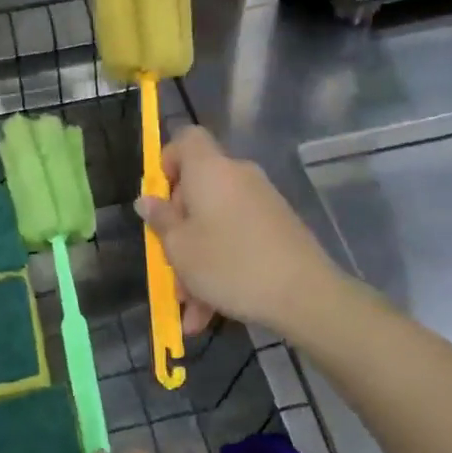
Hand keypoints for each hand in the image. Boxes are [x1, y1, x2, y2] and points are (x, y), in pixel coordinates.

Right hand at [136, 125, 340, 336]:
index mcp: (210, 169)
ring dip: (197, 262)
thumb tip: (147, 200)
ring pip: (216, 224)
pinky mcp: (278, 228)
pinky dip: (222, 267)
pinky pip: (238, 240)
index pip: (186, 139)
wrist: (304, 294)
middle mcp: (238, 176)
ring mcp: (262, 203)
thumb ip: (161, 221)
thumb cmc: (229, 263)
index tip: (159, 199)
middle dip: (179, 231)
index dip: (167, 162)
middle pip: (197, 190)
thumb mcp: (180, 247)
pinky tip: (211, 312)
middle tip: (168, 268)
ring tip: (189, 307)